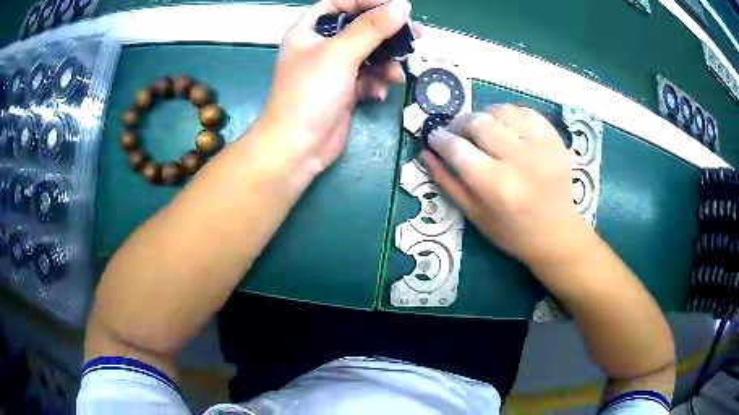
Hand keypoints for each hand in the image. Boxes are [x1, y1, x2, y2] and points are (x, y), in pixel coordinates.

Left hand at [260, 0, 412, 173]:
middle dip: (386, 33)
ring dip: (386, 63)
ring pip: (369, 55)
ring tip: (396, 74)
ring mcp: (333, 70)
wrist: (299, 147)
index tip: (395, 6)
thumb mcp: (340, 53)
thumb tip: (403, 6)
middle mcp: (321, 47)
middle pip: (359, 28)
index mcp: (309, 31)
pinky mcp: (345, 92)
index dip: (365, 2)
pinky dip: (377, 83)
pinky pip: (368, 78)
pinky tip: (379, 93)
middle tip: (415, 35)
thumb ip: (372, 28)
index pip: (338, 4)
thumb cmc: (310, 93)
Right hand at [420, 104, 589, 262]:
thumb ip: (447, 181)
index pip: (457, 148)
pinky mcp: (554, 139)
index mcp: (496, 186)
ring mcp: (540, 146)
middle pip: (478, 122)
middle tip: (456, 132)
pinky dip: (509, 114)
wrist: (555, 232)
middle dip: (459, 123)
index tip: (435, 137)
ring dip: (484, 115)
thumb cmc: (511, 231)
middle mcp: (519, 161)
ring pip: (501, 111)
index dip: (440, 138)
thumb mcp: (474, 214)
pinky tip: (506, 127)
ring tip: (482, 128)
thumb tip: (425, 152)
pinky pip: (525, 112)